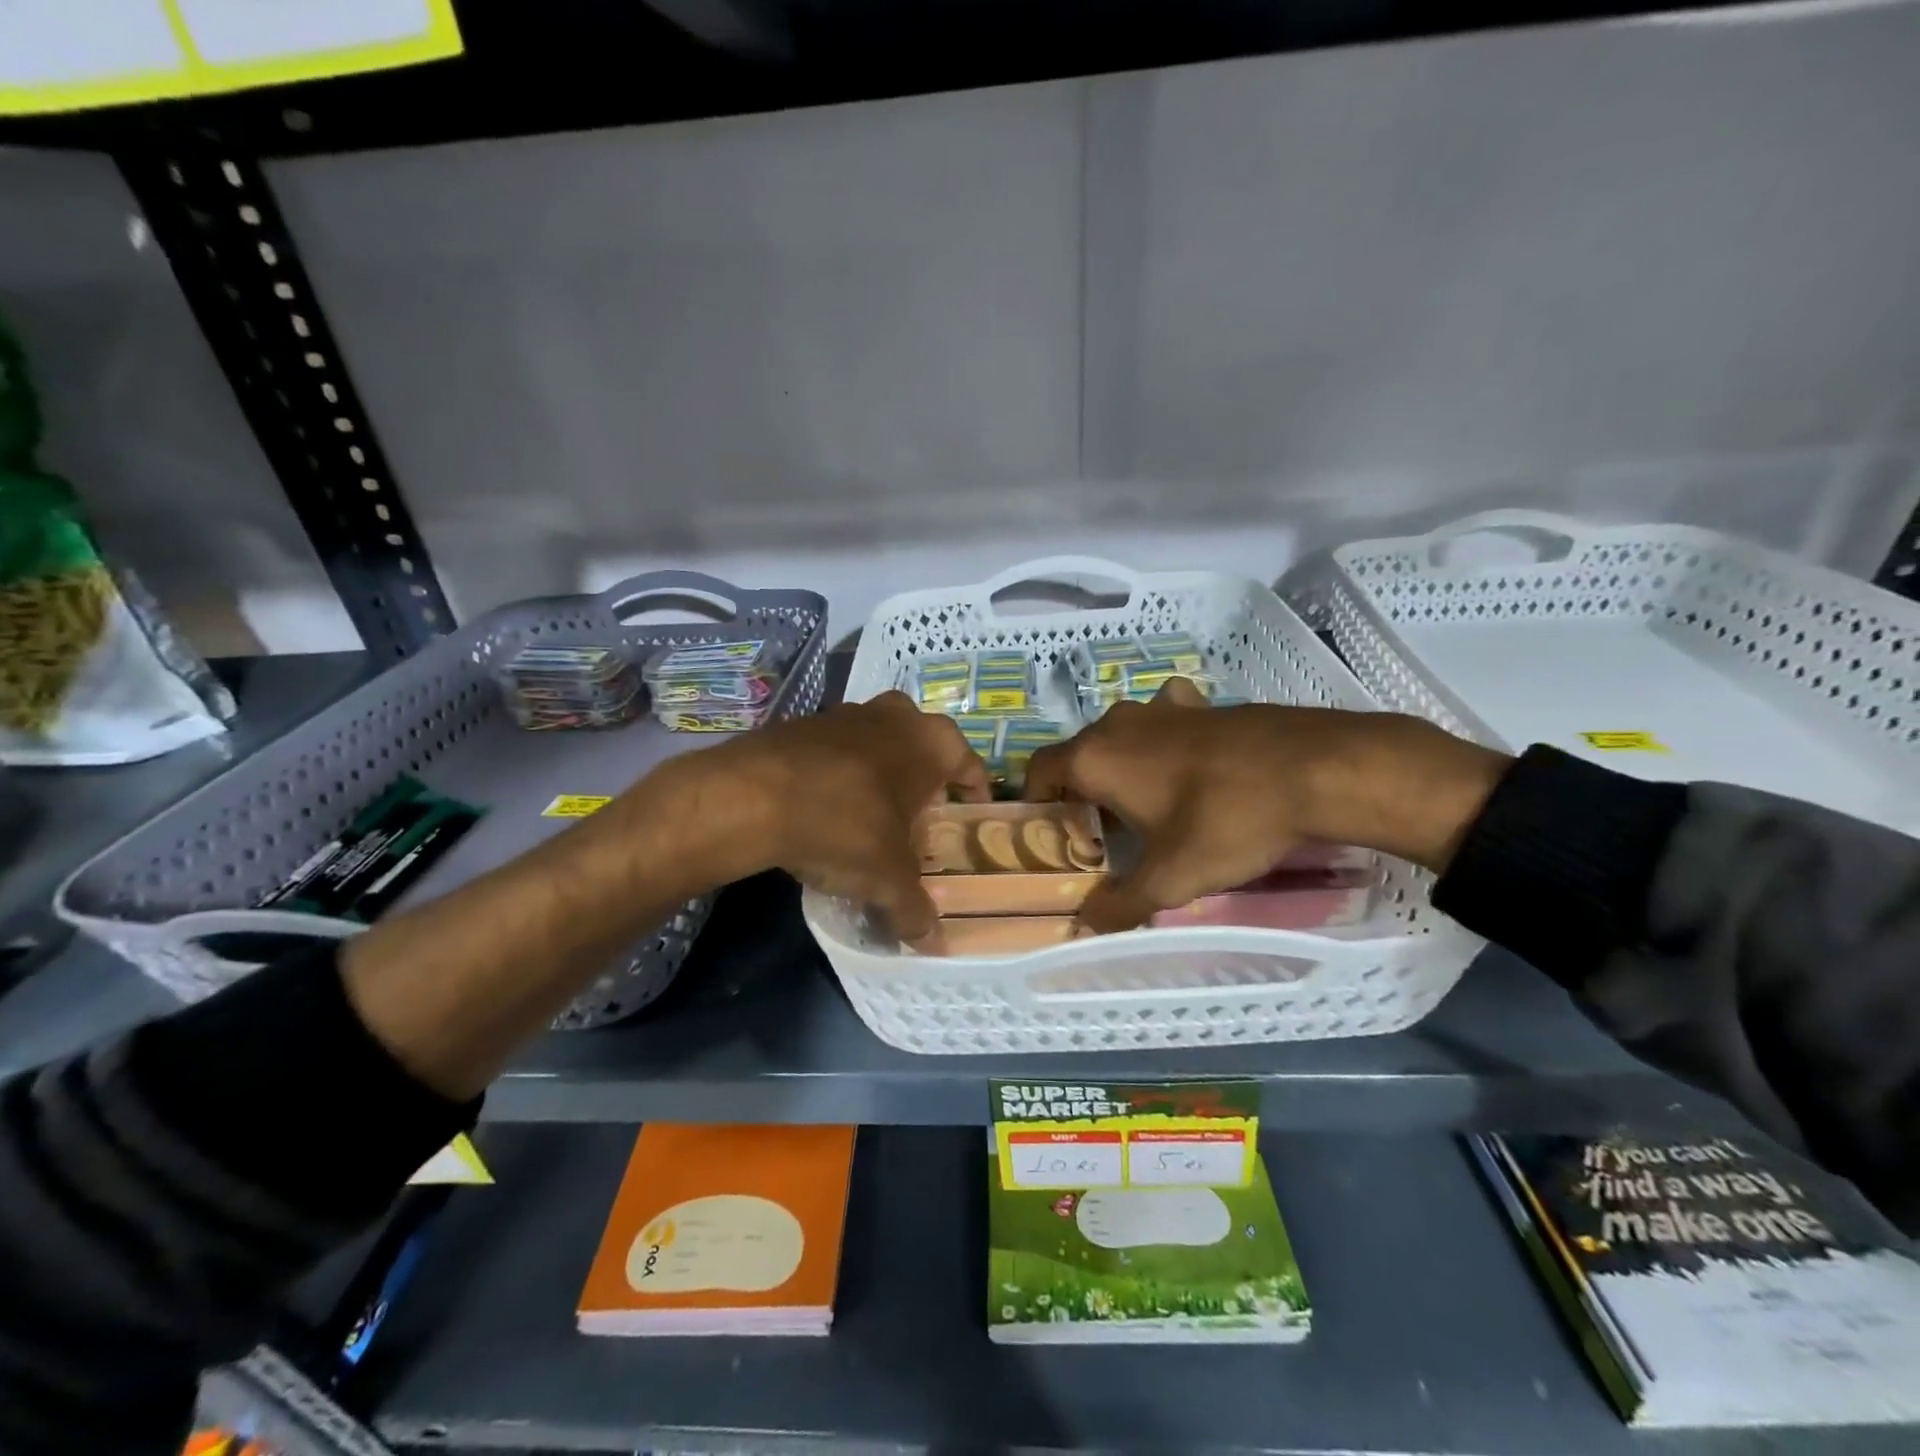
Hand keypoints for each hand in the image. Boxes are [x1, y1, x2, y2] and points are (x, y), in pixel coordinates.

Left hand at [693, 691, 990, 937]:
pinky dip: (842, 774)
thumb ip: (915, 910)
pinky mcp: (805, 722)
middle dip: (925, 782)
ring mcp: (848, 713)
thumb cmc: (845, 826)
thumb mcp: (887, 878)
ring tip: (874, 817)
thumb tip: (934, 946)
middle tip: (919, 819)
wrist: (753, 795)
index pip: (971, 766)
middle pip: (925, 749)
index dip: (973, 796)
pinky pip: (839, 750)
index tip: (969, 818)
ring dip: (882, 774)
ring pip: (880, 744)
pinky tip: (828, 808)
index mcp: (933, 742)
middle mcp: (897, 716)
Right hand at [1024, 680, 1508, 931]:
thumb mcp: (1171, 878)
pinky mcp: (1201, 705)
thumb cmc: (1226, 821)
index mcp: (1096, 757)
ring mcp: (1161, 708)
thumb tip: (1085, 923)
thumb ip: (1121, 903)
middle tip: (1097, 834)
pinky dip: (1160, 743)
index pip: (1039, 770)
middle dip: (1079, 791)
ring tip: (1139, 805)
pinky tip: (1184, 767)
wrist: (1313, 768)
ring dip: (1119, 767)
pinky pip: (1162, 722)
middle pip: (1078, 755)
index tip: (1051, 834)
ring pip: (1120, 738)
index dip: (1035, 801)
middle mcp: (1118, 724)